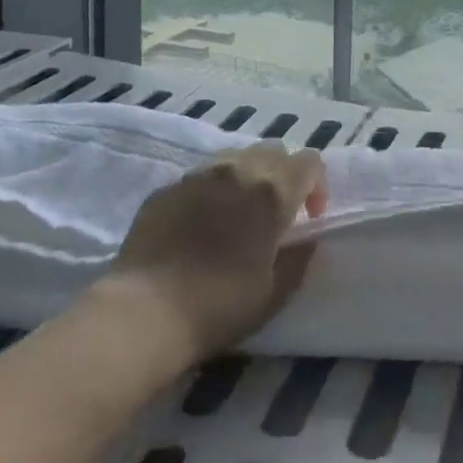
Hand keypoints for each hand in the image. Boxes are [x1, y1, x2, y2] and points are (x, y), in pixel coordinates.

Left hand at [107, 143, 329, 359]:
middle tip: (277, 213)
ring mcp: (198, 175)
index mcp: (272, 191)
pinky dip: (213, 191)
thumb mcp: (276, 291)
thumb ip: (299, 257)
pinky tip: (201, 225)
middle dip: (284, 175)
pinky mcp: (167, 187)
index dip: (317, 185)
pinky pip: (201, 176)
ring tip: (239, 213)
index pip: (309, 161)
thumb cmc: (220, 306)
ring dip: (248, 176)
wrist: (145, 312)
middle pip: (273, 150)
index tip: (310, 217)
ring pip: (236, 156)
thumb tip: (305, 239)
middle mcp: (237, 170)